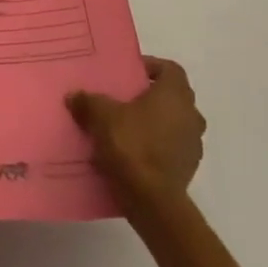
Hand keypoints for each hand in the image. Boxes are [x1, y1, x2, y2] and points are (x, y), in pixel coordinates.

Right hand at [66, 56, 205, 210]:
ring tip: (125, 127)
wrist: (151, 200)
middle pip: (173, 97)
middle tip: (124, 98)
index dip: (151, 67)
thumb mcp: (100, 116)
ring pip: (174, 124)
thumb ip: (88, 101)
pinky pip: (171, 148)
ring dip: (155, 123)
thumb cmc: (131, 145)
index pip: (170, 69)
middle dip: (150, 96)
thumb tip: (74, 96)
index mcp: (175, 95)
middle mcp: (191, 116)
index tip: (129, 73)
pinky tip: (132, 153)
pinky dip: (155, 146)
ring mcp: (193, 145)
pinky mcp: (188, 169)